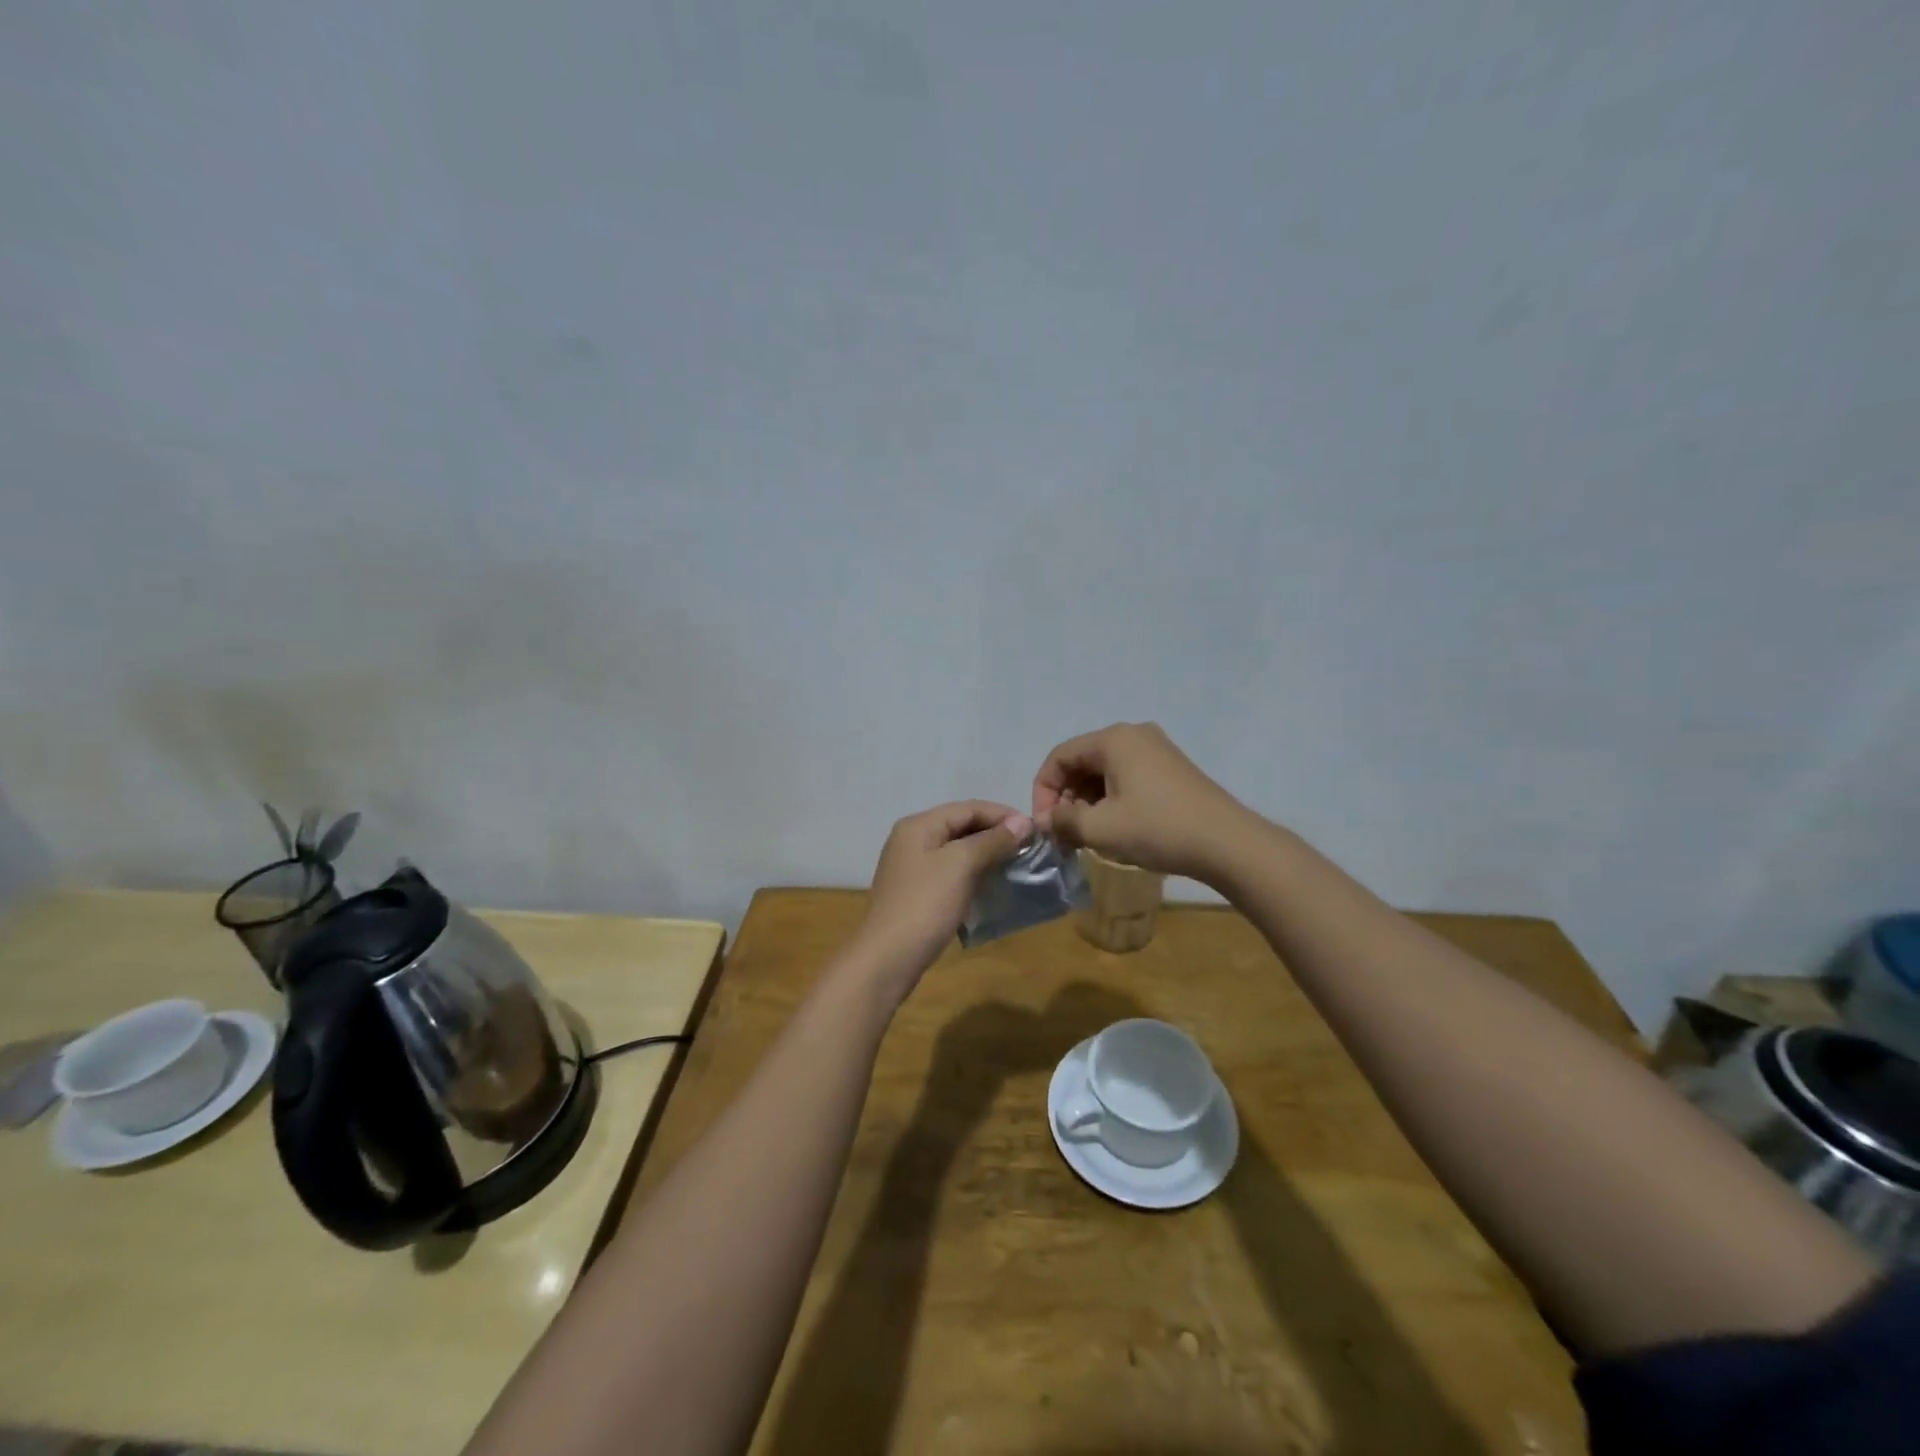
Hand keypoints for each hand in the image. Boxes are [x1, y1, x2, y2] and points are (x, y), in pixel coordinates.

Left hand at [852, 801, 1030, 989]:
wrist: (887, 959)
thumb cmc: (925, 905)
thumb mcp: (960, 866)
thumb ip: (992, 841)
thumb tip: (1023, 822)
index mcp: (919, 825)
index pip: (968, 808)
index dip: (1002, 815)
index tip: (1035, 830)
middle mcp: (912, 840)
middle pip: (961, 826)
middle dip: (996, 834)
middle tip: (1029, 849)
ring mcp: (912, 867)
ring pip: (957, 851)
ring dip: (987, 855)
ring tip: (1016, 866)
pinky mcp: (916, 892)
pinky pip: (951, 872)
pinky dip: (973, 874)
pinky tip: (992, 886)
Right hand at [1031, 722, 1251, 880]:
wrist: (1227, 843)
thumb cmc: (1157, 829)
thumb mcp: (1101, 828)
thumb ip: (1064, 821)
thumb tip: (1045, 820)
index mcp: (1113, 739)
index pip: (1059, 756)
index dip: (1043, 790)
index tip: (1046, 825)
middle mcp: (1134, 735)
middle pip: (1082, 761)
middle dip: (1066, 797)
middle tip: (1066, 833)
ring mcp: (1156, 750)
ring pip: (1104, 771)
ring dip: (1088, 801)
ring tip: (1089, 834)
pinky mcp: (1171, 769)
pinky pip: (1127, 777)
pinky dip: (1111, 799)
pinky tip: (1116, 827)